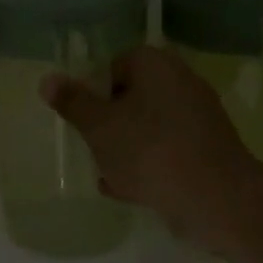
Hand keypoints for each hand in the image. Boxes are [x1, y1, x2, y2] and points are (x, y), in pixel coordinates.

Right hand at [42, 46, 262, 248]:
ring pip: (147, 126)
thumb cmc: (148, 150)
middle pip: (130, 97)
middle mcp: (181, 81)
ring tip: (106, 174)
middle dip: (108, 123)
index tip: (82, 120)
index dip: (92, 93)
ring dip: (125, 147)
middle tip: (91, 146)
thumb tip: (47, 79)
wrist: (214, 198)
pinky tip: (129, 189)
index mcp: (155, 64)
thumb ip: (72, 102)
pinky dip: (148, 164)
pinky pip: (167, 149)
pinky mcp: (208, 148)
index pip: (112, 67)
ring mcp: (198, 116)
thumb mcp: (98, 126)